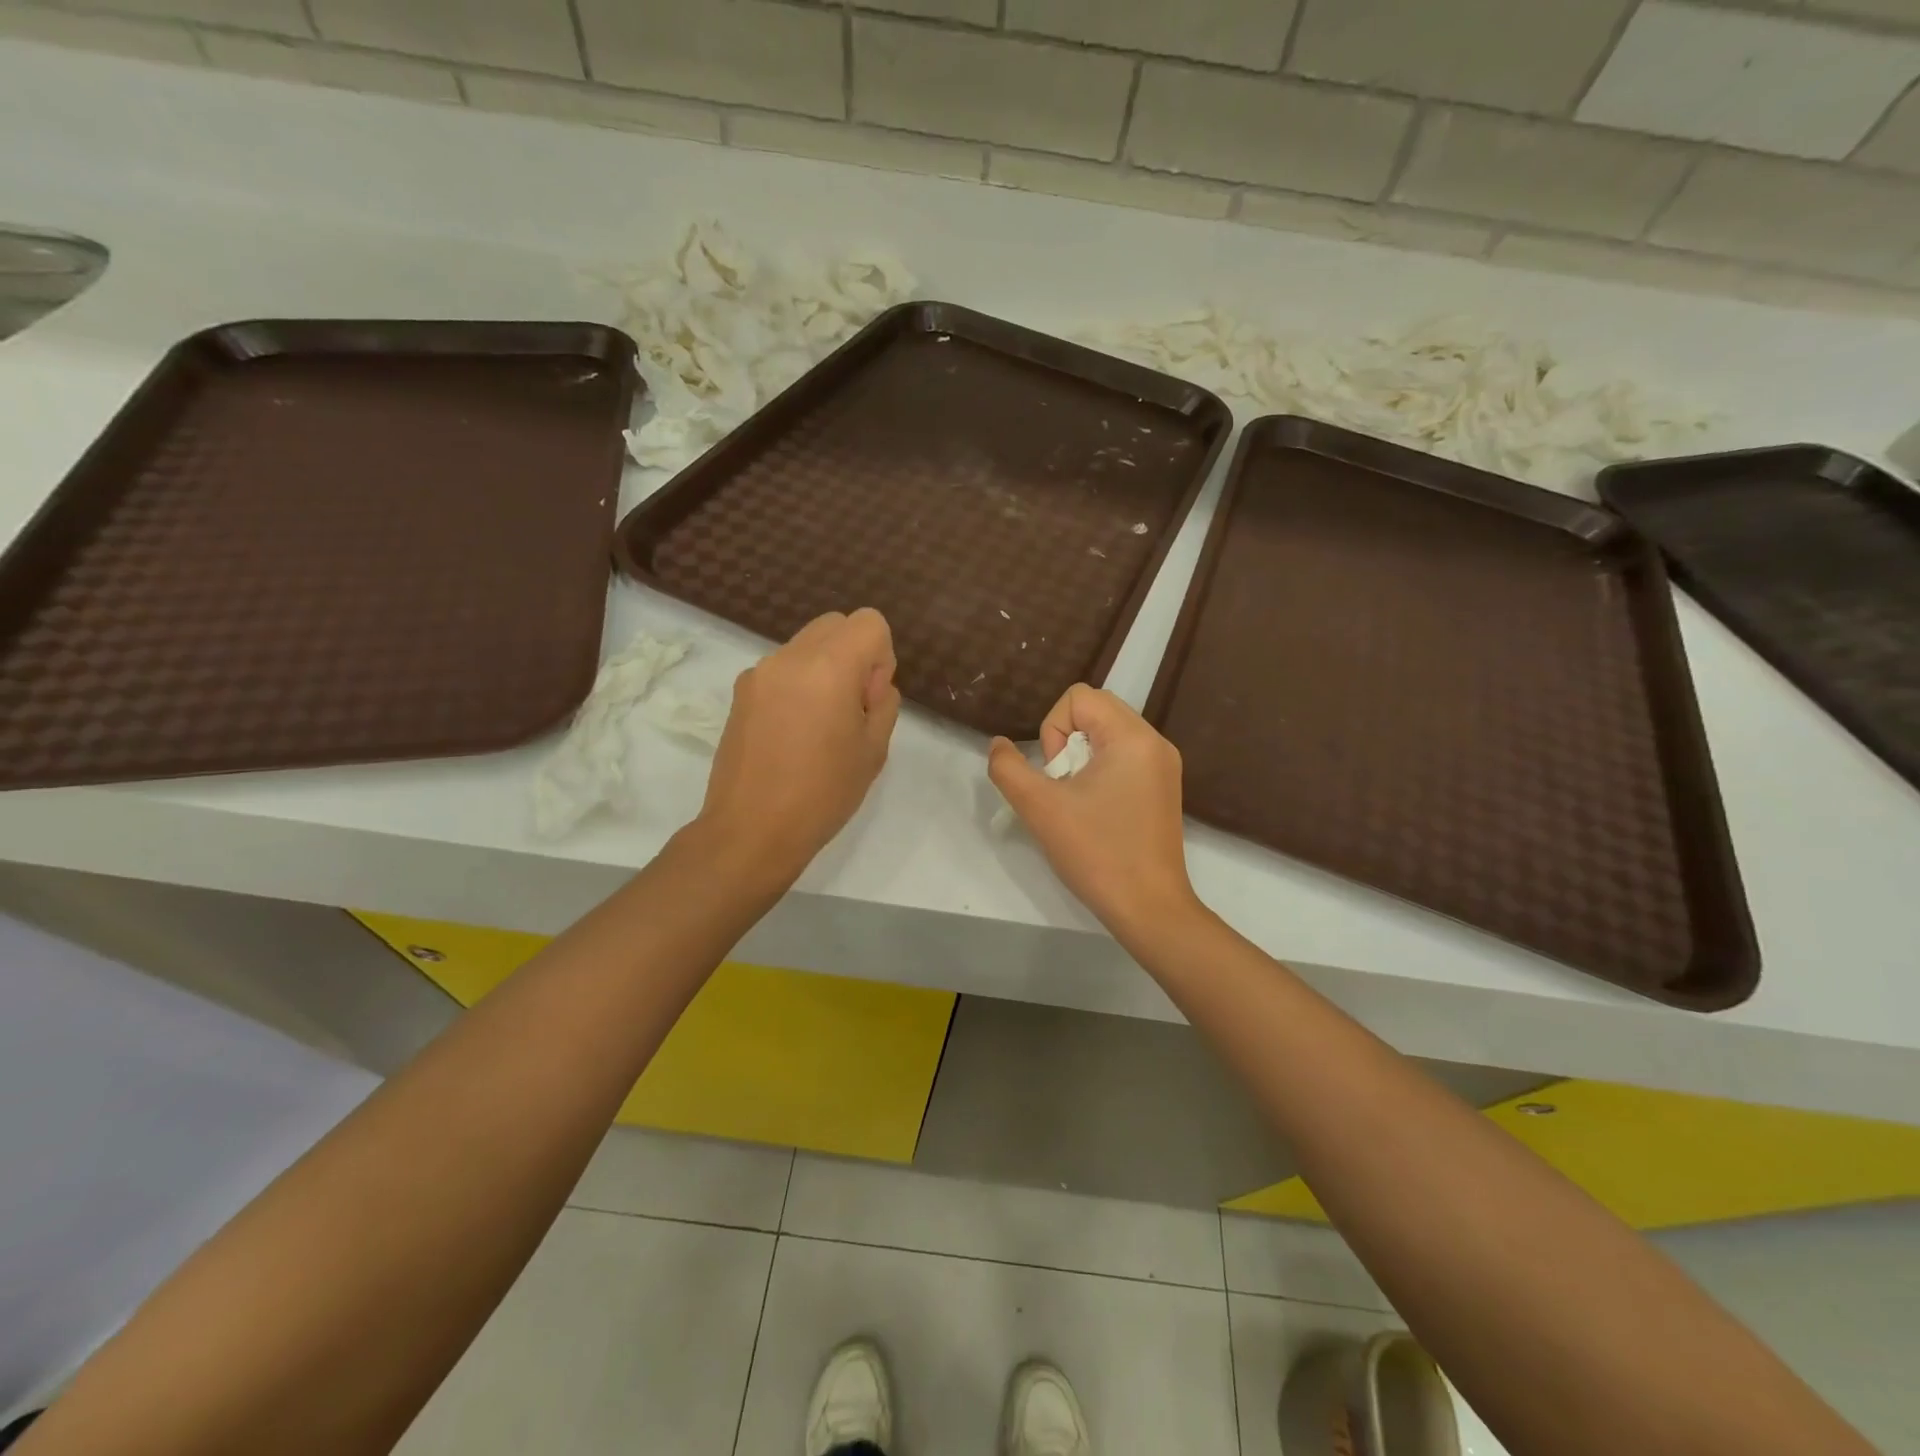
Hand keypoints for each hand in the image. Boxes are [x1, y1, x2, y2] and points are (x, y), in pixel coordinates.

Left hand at [697, 608, 900, 884]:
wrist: (751, 830)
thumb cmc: (823, 794)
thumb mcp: (874, 750)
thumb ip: (883, 703)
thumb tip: (870, 684)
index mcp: (829, 667)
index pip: (869, 622)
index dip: (881, 655)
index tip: (870, 698)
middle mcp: (790, 657)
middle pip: (835, 624)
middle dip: (853, 654)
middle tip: (850, 707)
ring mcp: (759, 672)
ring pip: (806, 645)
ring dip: (824, 668)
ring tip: (818, 725)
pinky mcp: (740, 692)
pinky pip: (781, 669)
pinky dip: (797, 684)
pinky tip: (792, 733)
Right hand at [988, 684, 1198, 936]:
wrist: (1149, 908)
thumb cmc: (1096, 853)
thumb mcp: (1040, 808)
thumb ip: (1008, 768)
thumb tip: (999, 744)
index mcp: (1132, 737)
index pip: (1079, 698)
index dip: (1053, 729)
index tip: (1057, 774)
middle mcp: (1155, 742)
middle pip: (1095, 712)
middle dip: (1066, 744)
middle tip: (1065, 787)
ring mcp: (1163, 766)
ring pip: (1107, 736)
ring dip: (1081, 760)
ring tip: (1079, 802)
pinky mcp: (1163, 788)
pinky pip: (1123, 758)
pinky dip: (1100, 773)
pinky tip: (1096, 812)